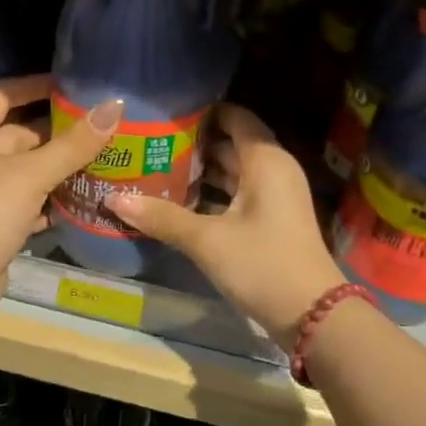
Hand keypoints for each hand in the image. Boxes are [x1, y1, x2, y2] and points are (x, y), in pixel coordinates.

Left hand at [0, 75, 122, 320]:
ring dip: (57, 168)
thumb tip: (115, 105)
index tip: (70, 86)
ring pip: (25, 171)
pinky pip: (26, 202)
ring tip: (101, 160)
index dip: (33, 86)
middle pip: (17, 134)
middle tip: (100, 127)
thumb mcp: (31, 175)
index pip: (1, 95)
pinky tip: (81, 200)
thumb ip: (73, 144)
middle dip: (56, 132)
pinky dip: (49, 200)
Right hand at [106, 104, 343, 348]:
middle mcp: (272, 170)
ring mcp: (274, 197)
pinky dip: (210, 194)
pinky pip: (236, 194)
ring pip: (231, 172)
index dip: (202, 111)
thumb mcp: (206, 240)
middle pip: (229, 143)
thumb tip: (113, 199)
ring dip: (198, 171)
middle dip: (191, 143)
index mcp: (265, 160)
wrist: (312, 315)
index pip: (234, 116)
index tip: (164, 112)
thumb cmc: (262, 263)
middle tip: (148, 141)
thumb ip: (161, 217)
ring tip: (153, 167)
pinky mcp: (270, 220)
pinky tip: (176, 201)